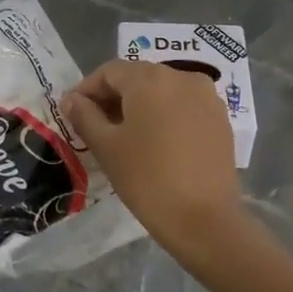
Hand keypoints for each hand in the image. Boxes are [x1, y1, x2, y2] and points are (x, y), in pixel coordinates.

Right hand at [62, 60, 241, 258]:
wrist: (204, 219)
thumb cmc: (147, 179)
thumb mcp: (106, 147)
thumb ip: (84, 116)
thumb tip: (72, 100)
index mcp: (150, 78)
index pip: (109, 71)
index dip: (87, 89)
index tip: (73, 112)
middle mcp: (181, 76)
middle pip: (138, 78)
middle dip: (113, 97)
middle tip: (94, 125)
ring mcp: (206, 97)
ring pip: (163, 91)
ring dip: (139, 106)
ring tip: (124, 135)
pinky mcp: (220, 119)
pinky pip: (184, 106)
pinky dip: (165, 115)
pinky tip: (155, 142)